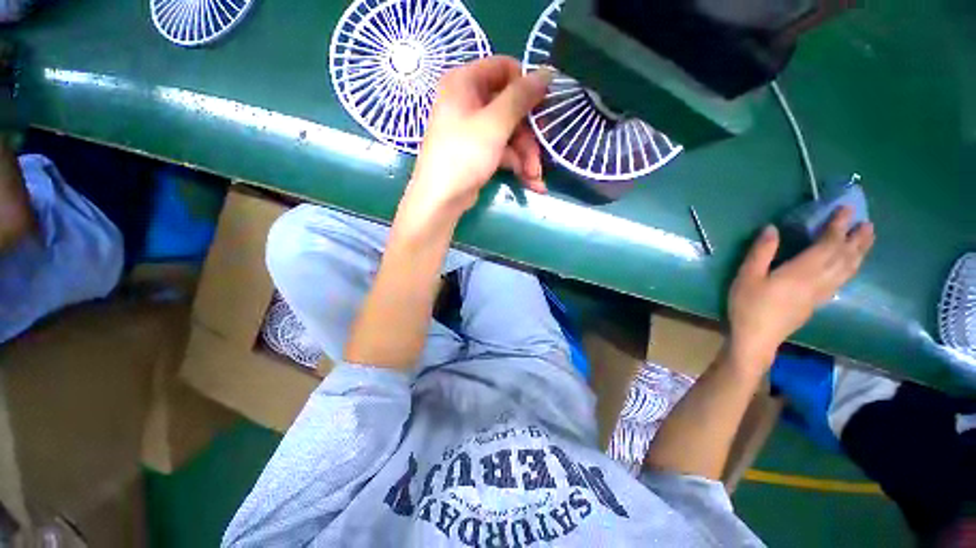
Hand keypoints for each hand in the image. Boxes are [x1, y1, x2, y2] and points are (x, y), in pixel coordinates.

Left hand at [400, 56, 552, 223]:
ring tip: (535, 177)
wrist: (441, 199)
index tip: (543, 104)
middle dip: (529, 135)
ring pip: (510, 133)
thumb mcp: (494, 124)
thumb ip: (521, 97)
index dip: (526, 84)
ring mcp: (473, 129)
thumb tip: (548, 72)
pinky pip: (503, 150)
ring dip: (526, 155)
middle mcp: (468, 101)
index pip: (504, 68)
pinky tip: (531, 182)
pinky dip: (517, 164)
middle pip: (510, 107)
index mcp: (464, 82)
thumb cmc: (463, 156)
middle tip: (541, 153)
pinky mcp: (478, 152)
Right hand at [727, 207, 874, 370]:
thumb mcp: (747, 276)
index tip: (846, 209)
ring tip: (867, 240)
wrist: (757, 337)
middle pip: (844, 258)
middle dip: (857, 240)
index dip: (837, 226)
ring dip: (859, 253)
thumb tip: (771, 228)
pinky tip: (850, 266)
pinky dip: (851, 269)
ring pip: (847, 270)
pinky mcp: (818, 303)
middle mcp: (818, 281)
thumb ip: (761, 252)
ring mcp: (820, 294)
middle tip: (868, 223)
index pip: (827, 245)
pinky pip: (841, 281)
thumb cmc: (749, 305)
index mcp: (801, 272)